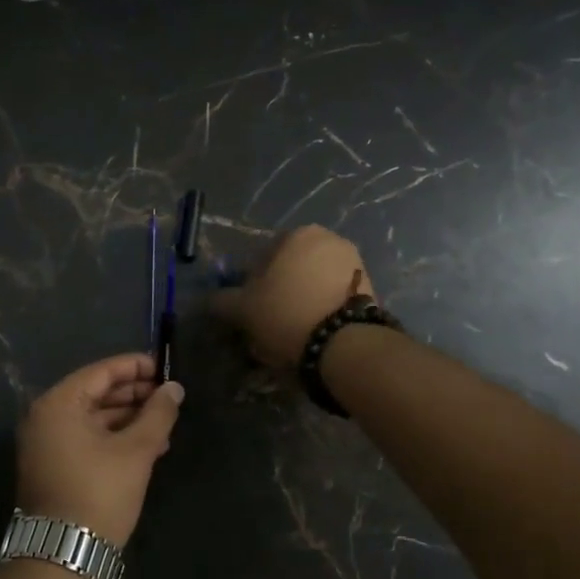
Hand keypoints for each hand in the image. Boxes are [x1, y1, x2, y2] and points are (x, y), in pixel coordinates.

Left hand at [15, 354, 184, 545]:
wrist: (63, 556)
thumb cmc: (99, 493)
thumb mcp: (136, 451)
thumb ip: (158, 414)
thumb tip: (174, 388)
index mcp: (59, 404)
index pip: (101, 372)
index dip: (135, 367)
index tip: (165, 368)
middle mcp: (45, 417)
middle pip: (96, 393)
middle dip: (134, 395)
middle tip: (168, 398)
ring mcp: (46, 444)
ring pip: (93, 418)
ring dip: (128, 419)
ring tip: (164, 424)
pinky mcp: (53, 467)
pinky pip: (86, 439)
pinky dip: (114, 438)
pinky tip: (147, 447)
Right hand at [210, 225, 374, 369]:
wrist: (345, 344)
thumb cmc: (286, 314)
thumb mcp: (243, 309)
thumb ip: (221, 300)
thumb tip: (208, 300)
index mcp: (297, 234)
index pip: (262, 257)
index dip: (250, 285)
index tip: (250, 310)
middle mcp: (329, 239)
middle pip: (291, 268)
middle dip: (279, 291)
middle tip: (270, 322)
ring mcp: (354, 262)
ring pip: (314, 282)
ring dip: (301, 300)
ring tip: (293, 331)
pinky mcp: (371, 287)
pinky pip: (334, 295)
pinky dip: (323, 308)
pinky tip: (314, 332)